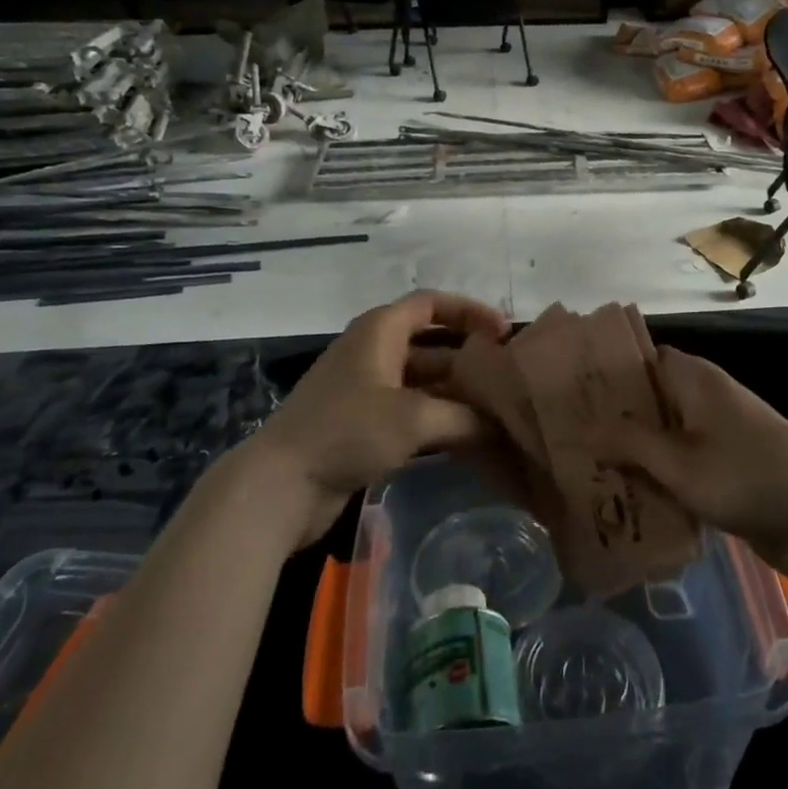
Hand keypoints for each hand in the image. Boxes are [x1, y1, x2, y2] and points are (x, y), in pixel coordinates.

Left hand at [247, 291, 511, 549]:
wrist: (281, 485)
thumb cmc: (348, 430)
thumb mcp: (413, 418)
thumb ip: (464, 416)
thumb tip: (499, 425)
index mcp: (380, 330)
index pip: (432, 303)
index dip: (469, 311)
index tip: (504, 334)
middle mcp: (373, 351)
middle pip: (430, 342)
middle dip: (468, 357)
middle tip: (507, 377)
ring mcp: (366, 388)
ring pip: (422, 379)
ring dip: (455, 392)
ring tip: (496, 410)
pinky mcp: (362, 422)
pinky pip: (409, 409)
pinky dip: (437, 417)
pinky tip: (466, 437)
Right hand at [589, 345, 787, 587]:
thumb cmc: (748, 476)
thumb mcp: (680, 461)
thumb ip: (630, 443)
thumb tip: (584, 430)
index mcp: (694, 379)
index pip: (641, 359)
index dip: (607, 372)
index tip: (569, 391)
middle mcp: (704, 398)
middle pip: (649, 399)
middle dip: (613, 418)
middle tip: (568, 437)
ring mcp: (717, 435)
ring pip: (663, 435)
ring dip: (633, 452)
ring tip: (586, 469)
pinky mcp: (726, 469)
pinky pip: (681, 463)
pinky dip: (657, 475)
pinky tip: (626, 498)